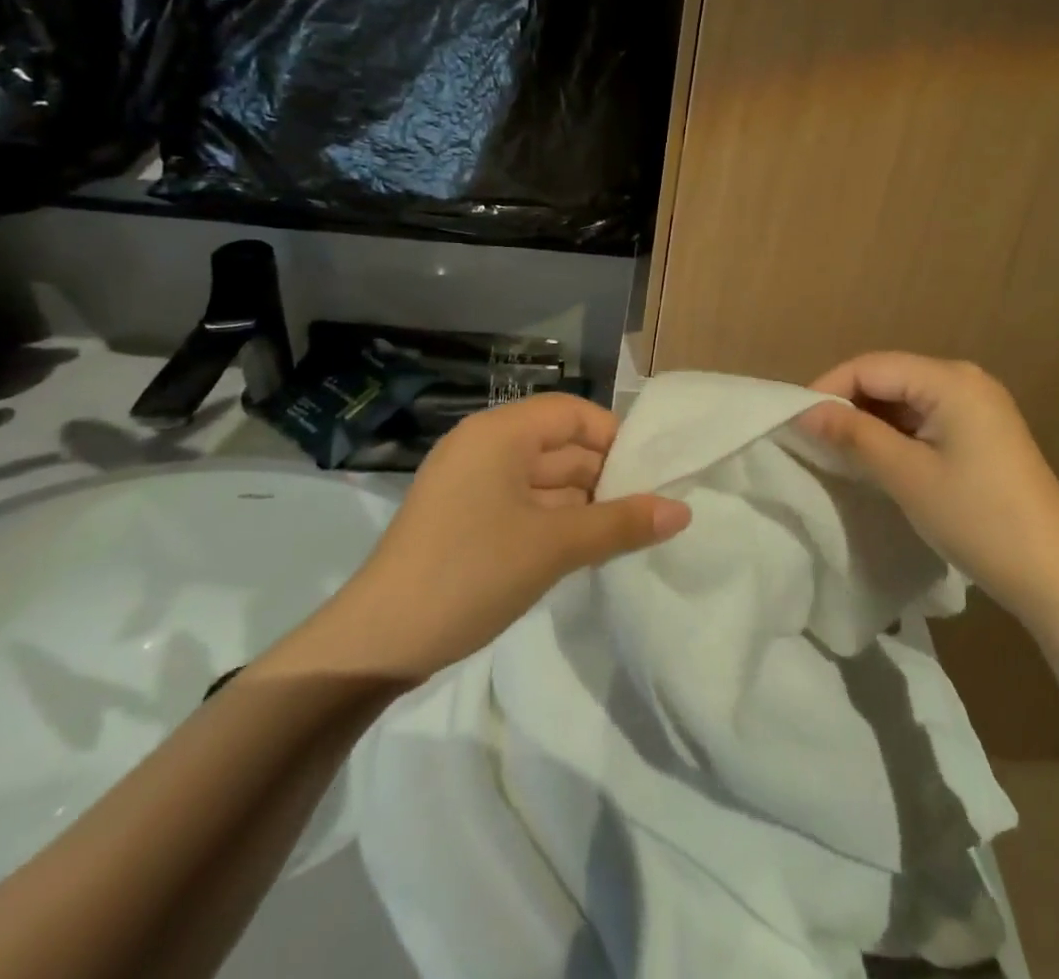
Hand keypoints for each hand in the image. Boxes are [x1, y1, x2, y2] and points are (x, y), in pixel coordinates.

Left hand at [287, 393, 690, 682]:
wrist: (375, 644)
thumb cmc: (470, 573)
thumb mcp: (554, 546)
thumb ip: (620, 523)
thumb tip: (683, 511)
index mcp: (499, 433)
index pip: (573, 413)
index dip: (614, 438)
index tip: (651, 475)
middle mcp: (484, 447)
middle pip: (560, 446)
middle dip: (604, 477)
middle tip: (648, 512)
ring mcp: (471, 485)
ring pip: (544, 480)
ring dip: (583, 505)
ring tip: (626, 536)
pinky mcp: (464, 519)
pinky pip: (523, 505)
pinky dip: (555, 522)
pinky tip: (584, 552)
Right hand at [798, 352, 1058, 612]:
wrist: (1055, 574)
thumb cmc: (977, 518)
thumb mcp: (907, 475)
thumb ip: (854, 436)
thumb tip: (805, 412)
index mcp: (951, 379)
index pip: (872, 366)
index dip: (829, 388)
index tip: (795, 422)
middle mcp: (966, 379)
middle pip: (889, 376)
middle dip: (849, 404)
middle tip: (814, 439)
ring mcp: (978, 405)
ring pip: (906, 399)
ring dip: (871, 420)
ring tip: (839, 451)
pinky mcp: (983, 431)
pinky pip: (926, 417)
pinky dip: (897, 433)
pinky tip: (879, 458)